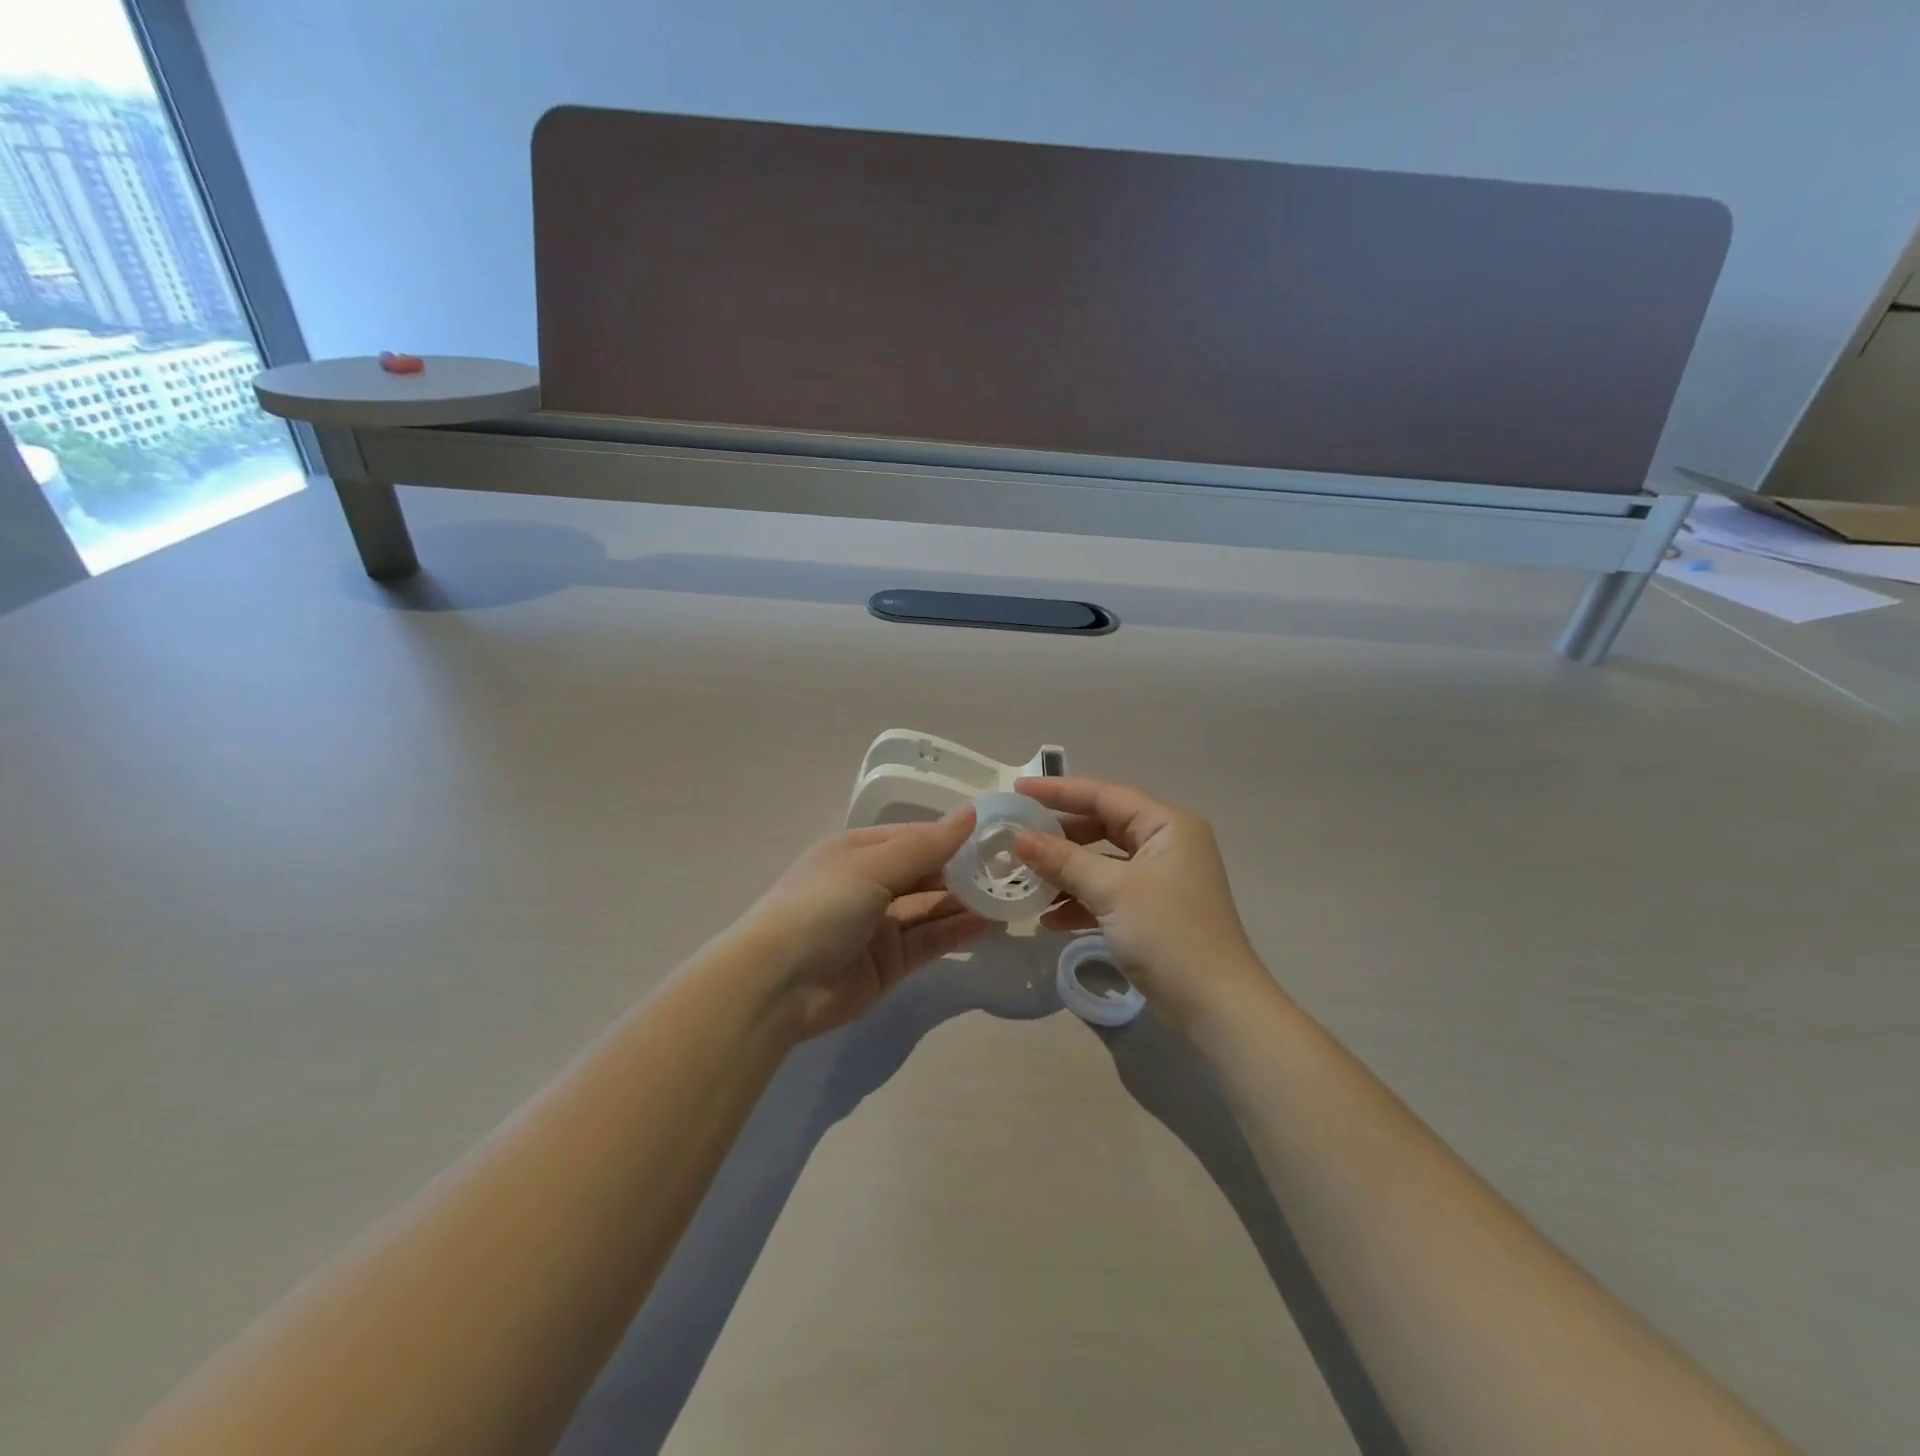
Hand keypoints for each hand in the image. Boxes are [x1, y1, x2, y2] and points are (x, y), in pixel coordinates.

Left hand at [734, 810, 991, 1040]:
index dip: (952, 835)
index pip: (914, 836)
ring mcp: (879, 925)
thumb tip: (972, 813)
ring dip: (966, 901)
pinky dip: (957, 931)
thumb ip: (926, 845)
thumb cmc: (821, 906)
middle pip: (925, 872)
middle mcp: (869, 884)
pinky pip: (929, 940)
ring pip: (931, 908)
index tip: (996, 834)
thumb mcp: (872, 866)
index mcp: (858, 851)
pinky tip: (989, 923)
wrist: (778, 984)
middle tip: (1012, 868)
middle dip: (964, 870)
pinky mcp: (889, 962)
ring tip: (1010, 894)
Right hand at [1013, 777, 1274, 1031]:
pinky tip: (1049, 920)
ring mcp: (1161, 879)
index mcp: (1167, 825)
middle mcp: (1167, 844)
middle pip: (1102, 826)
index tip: (1017, 790)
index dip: (1058, 791)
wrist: (1216, 1007)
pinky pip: (1109, 893)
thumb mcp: (1112, 891)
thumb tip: (1019, 838)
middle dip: (1059, 835)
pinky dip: (1081, 902)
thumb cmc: (1168, 935)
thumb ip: (1064, 860)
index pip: (1104, 795)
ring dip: (1066, 872)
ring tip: (1024, 880)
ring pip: (1103, 862)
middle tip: (1016, 836)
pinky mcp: (1153, 911)